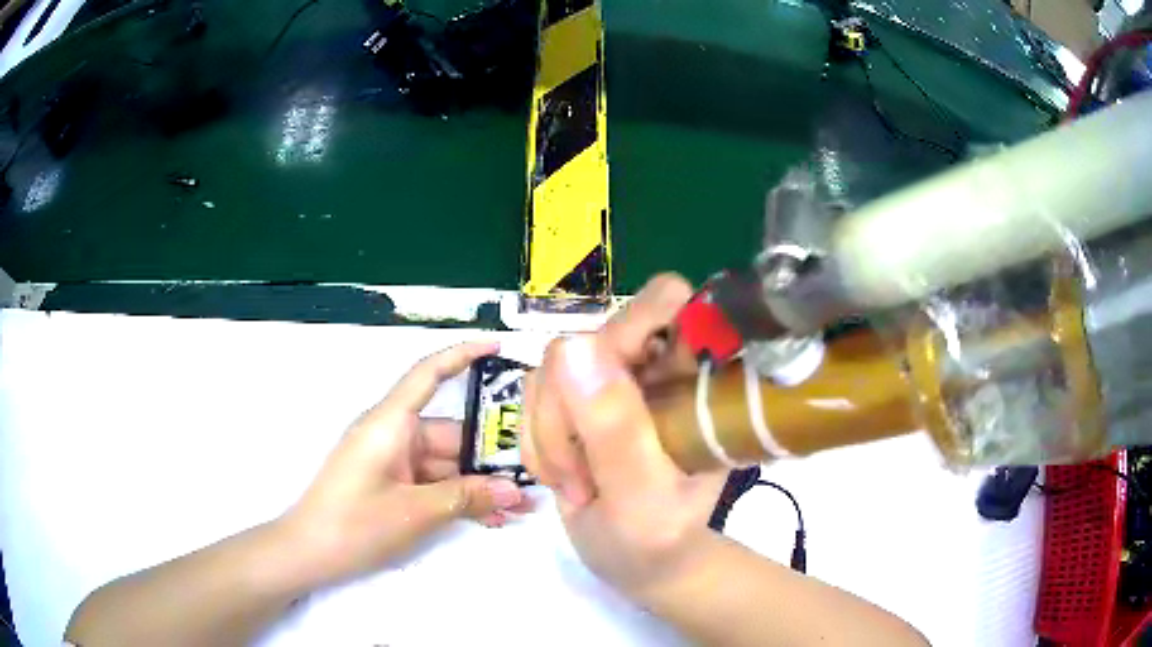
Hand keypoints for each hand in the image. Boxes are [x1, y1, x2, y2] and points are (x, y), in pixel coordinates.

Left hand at [281, 342, 528, 588]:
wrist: (308, 553)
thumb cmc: (355, 524)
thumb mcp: (416, 513)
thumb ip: (467, 498)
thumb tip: (516, 491)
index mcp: (390, 424)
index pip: (428, 374)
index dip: (462, 355)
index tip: (498, 349)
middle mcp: (392, 434)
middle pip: (450, 433)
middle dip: (489, 457)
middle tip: (533, 476)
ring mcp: (391, 461)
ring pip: (446, 464)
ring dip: (478, 485)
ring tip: (519, 506)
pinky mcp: (391, 484)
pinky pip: (432, 482)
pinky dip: (457, 497)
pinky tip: (490, 518)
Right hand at [522, 274, 727, 596]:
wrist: (638, 562)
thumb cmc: (659, 538)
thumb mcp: (643, 495)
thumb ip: (615, 429)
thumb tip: (573, 348)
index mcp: (692, 376)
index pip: (667, 302)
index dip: (636, 326)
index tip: (616, 391)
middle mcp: (651, 365)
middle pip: (589, 338)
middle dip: (570, 410)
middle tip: (585, 473)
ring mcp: (609, 381)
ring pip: (551, 369)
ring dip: (550, 435)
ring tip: (578, 485)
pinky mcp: (575, 401)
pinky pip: (532, 394)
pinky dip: (537, 443)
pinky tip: (561, 477)